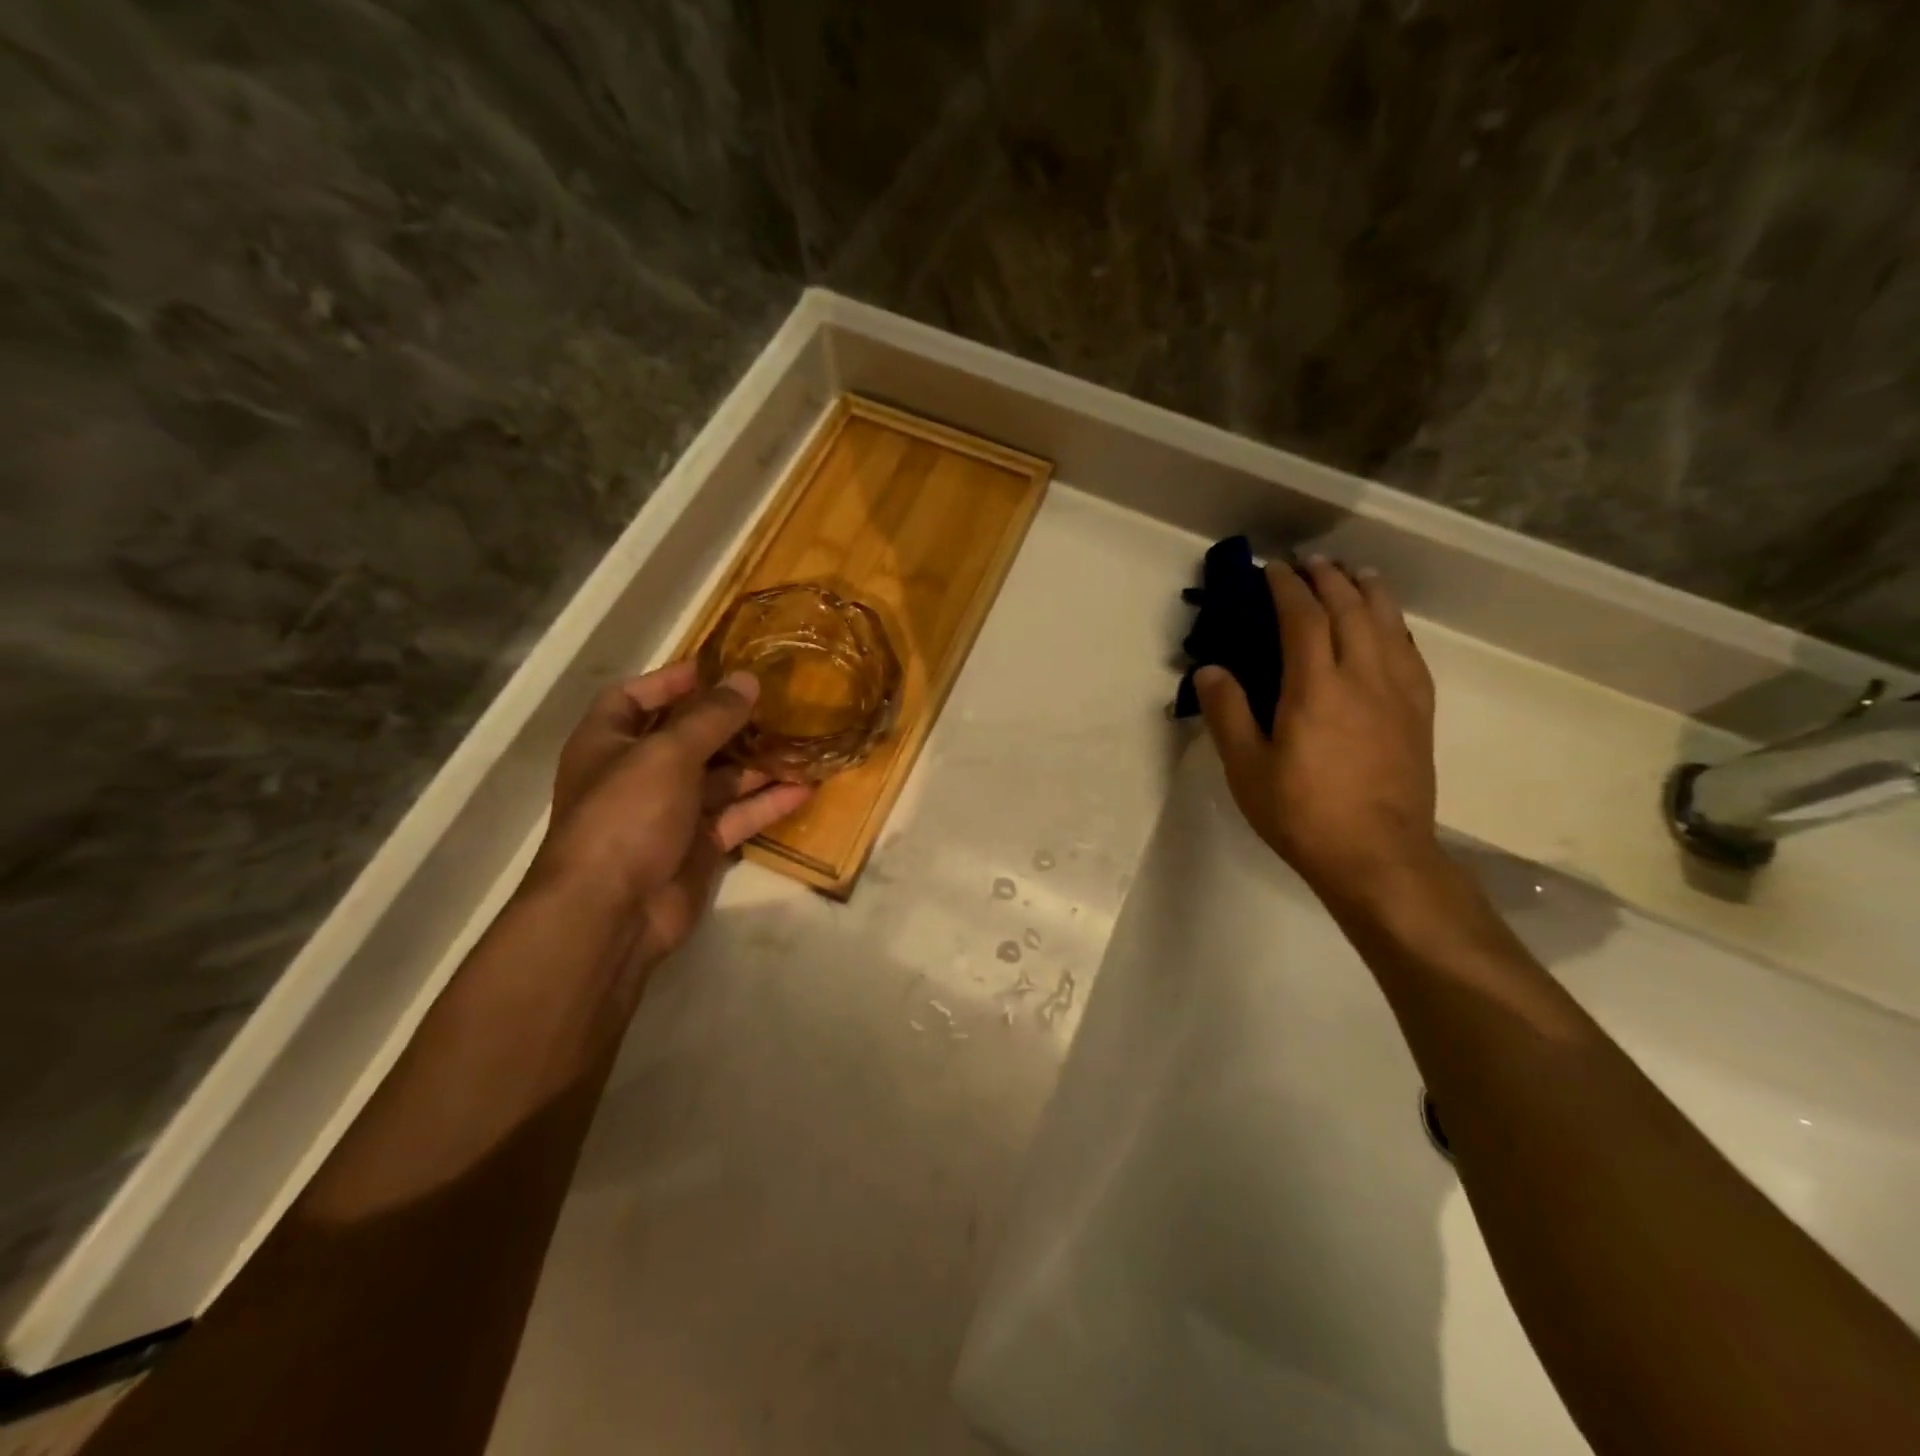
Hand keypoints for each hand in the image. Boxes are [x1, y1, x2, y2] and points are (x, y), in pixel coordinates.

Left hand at [529, 662, 811, 968]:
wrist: (611, 912)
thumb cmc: (626, 815)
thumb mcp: (667, 754)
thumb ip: (710, 716)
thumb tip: (747, 680)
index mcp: (609, 743)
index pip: (634, 697)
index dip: (671, 680)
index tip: (719, 667)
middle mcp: (637, 774)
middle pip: (687, 737)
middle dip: (729, 721)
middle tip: (777, 702)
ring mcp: (668, 813)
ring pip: (720, 778)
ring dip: (757, 762)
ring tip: (801, 740)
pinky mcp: (697, 846)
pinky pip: (737, 816)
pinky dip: (767, 803)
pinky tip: (805, 787)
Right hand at [1194, 556, 1438, 901]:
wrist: (1377, 856)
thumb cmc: (1301, 813)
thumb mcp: (1246, 768)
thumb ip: (1227, 713)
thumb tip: (1210, 669)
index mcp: (1315, 687)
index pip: (1303, 617)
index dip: (1286, 587)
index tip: (1271, 569)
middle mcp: (1362, 676)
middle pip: (1350, 608)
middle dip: (1329, 578)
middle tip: (1309, 562)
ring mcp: (1398, 692)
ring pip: (1388, 622)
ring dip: (1368, 590)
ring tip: (1355, 573)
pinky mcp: (1419, 712)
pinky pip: (1410, 651)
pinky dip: (1395, 624)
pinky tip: (1389, 624)